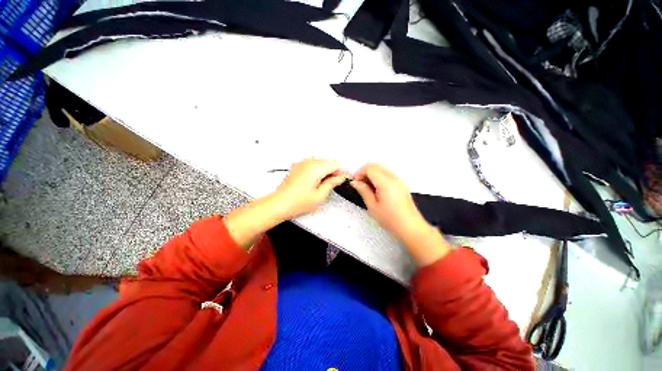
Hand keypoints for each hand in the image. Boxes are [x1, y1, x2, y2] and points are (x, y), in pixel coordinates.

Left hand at [270, 158, 348, 219]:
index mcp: (315, 168)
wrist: (280, 203)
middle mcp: (308, 162)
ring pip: (321, 162)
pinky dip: (317, 170)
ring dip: (325, 171)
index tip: (341, 179)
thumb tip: (340, 178)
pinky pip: (312, 164)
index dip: (341, 172)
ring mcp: (302, 163)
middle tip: (332, 184)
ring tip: (322, 185)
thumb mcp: (320, 195)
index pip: (336, 164)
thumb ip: (332, 183)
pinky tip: (314, 182)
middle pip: (328, 161)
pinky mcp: (298, 166)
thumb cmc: (296, 202)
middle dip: (333, 171)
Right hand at [350, 163, 450, 266]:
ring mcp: (399, 180)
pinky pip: (387, 174)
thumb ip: (363, 191)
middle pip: (376, 166)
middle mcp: (393, 178)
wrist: (410, 227)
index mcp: (386, 182)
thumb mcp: (372, 206)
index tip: (355, 181)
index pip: (370, 168)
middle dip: (365, 171)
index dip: (360, 172)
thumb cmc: (390, 218)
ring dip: (372, 174)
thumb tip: (355, 182)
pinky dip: (379, 177)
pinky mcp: (401, 184)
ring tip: (367, 188)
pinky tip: (376, 189)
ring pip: (382, 169)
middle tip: (359, 183)